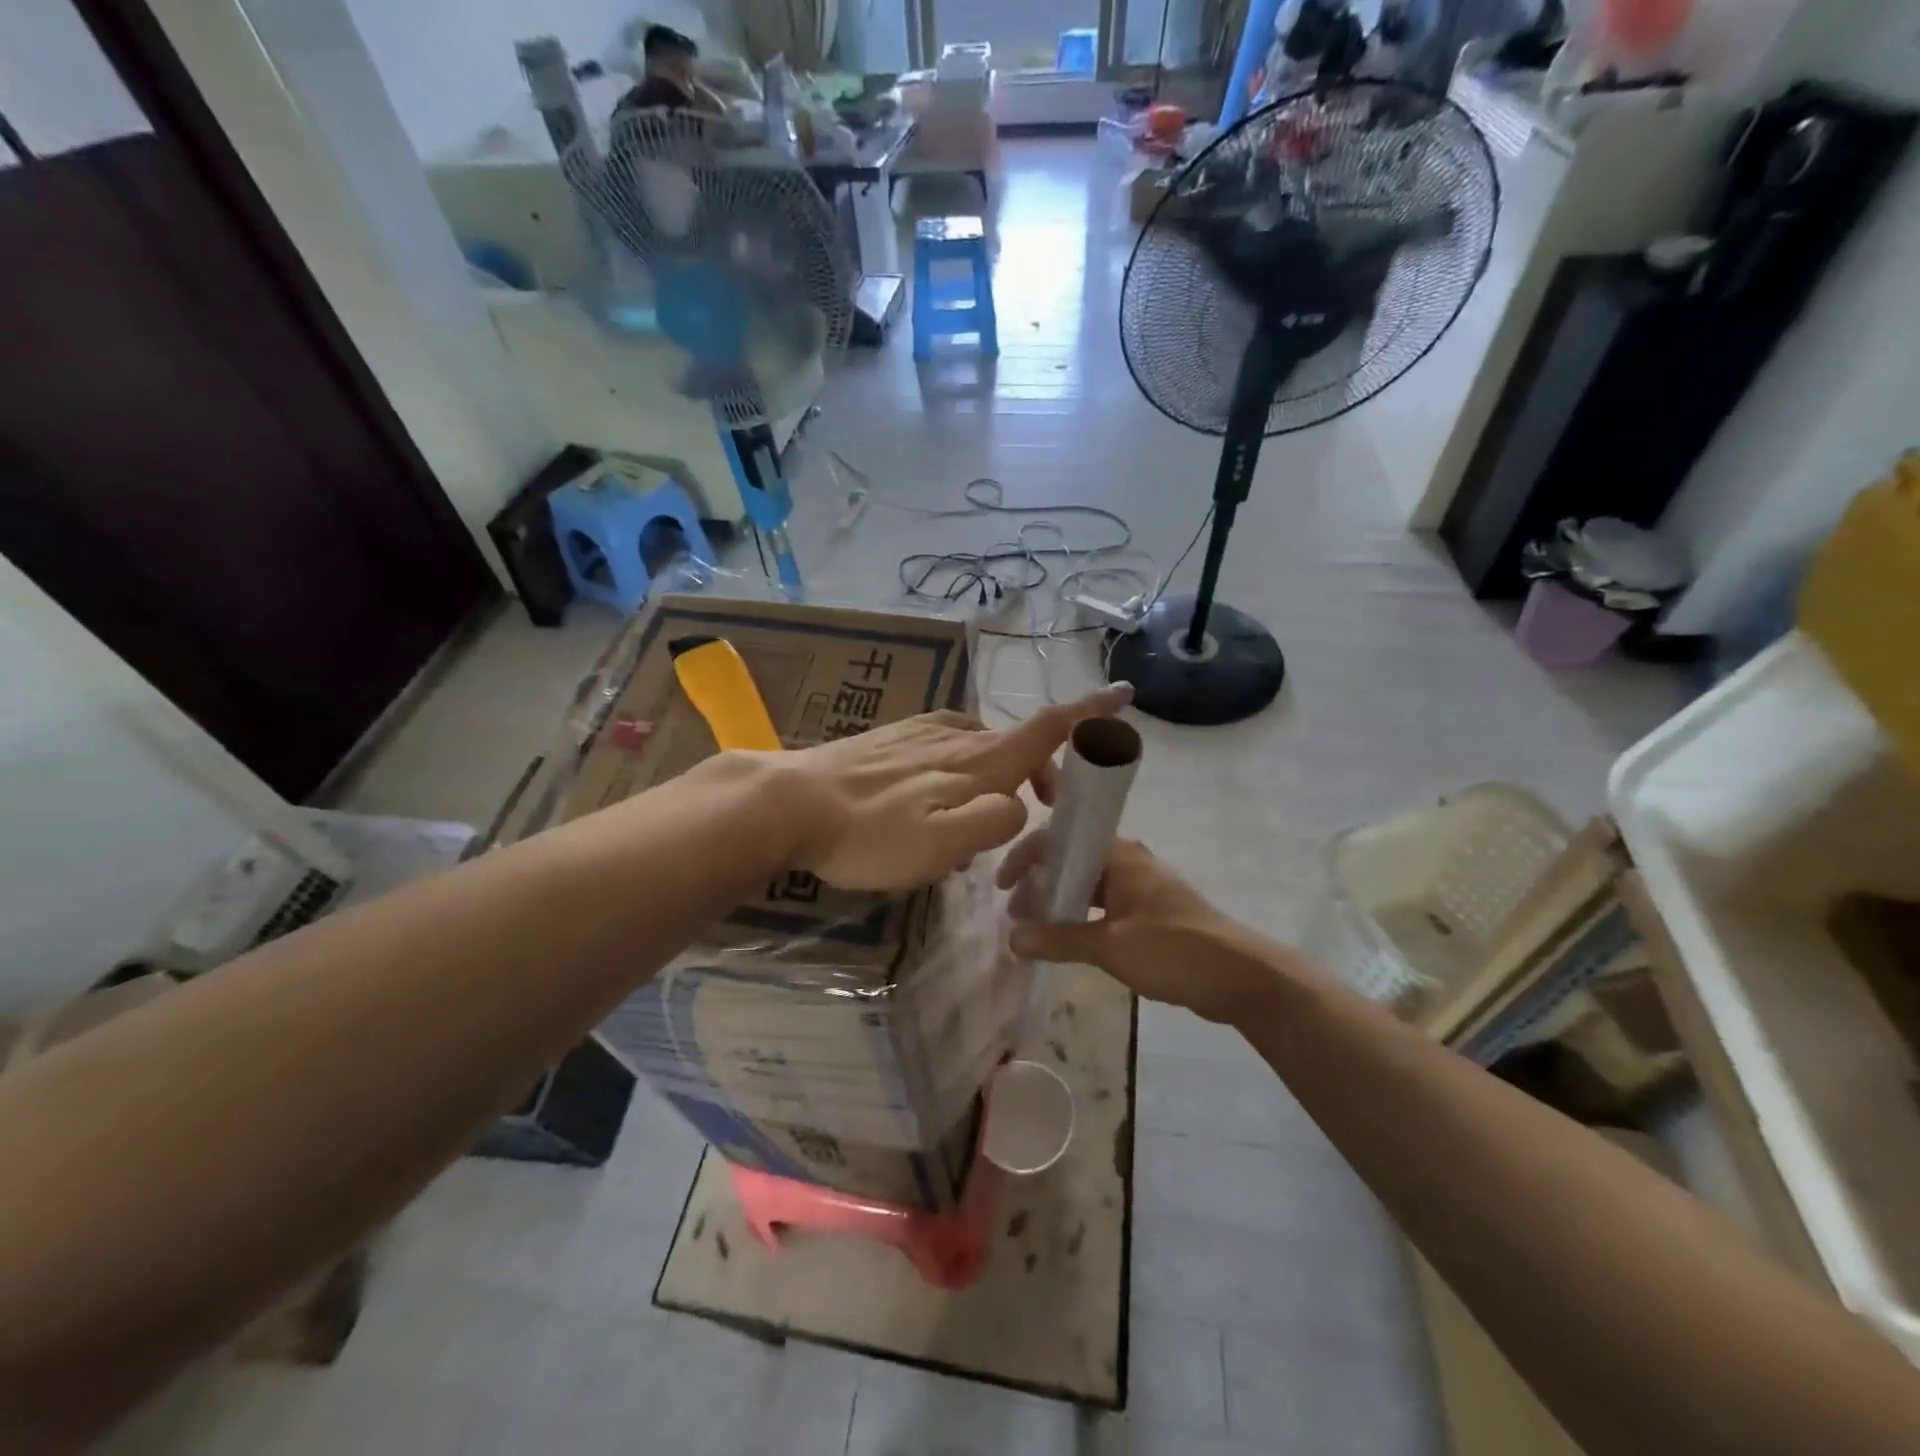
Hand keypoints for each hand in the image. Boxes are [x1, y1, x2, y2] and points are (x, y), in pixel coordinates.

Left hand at [771, 685, 1132, 890]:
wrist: (791, 802)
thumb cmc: (871, 833)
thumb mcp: (945, 844)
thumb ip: (996, 820)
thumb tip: (1020, 804)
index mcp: (980, 761)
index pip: (1047, 728)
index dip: (1089, 713)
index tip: (1123, 692)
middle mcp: (957, 736)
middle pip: (1018, 741)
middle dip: (1043, 768)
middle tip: (1042, 809)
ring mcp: (920, 733)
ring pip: (981, 743)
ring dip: (1002, 770)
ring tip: (985, 812)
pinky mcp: (891, 738)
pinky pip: (946, 744)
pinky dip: (963, 764)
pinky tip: (937, 792)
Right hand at [998, 836, 1273, 1024]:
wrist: (1240, 977)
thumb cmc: (1173, 949)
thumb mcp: (1109, 945)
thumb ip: (1058, 939)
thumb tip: (1012, 937)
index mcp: (1119, 853)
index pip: (1060, 839)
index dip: (1027, 857)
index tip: (1004, 886)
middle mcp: (1128, 860)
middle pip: (1072, 860)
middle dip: (1040, 882)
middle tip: (1016, 913)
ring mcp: (1140, 886)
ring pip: (1087, 884)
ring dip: (1059, 901)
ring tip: (1033, 928)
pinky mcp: (1149, 911)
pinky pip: (1103, 904)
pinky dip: (1080, 917)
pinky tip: (1065, 940)